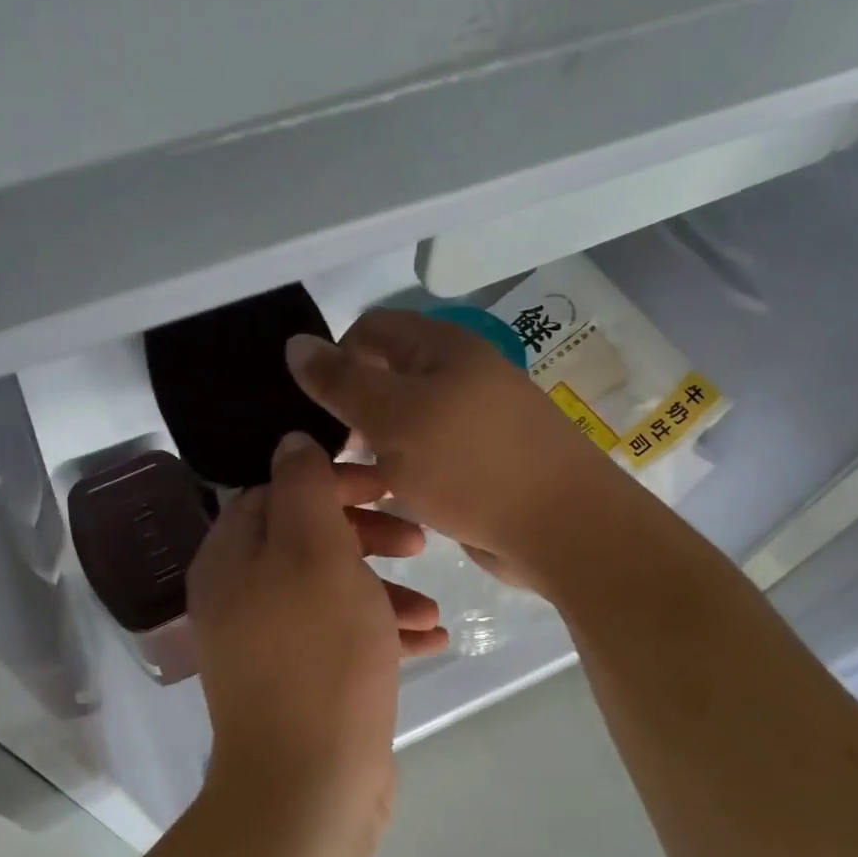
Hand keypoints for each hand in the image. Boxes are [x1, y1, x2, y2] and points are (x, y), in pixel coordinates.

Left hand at [188, 433, 446, 815]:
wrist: (308, 786)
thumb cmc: (318, 653)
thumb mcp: (315, 551)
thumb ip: (303, 487)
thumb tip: (292, 441)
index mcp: (231, 556)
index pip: (278, 491)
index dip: (334, 481)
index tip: (388, 486)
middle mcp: (241, 594)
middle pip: (308, 539)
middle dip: (367, 535)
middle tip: (419, 540)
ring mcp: (269, 641)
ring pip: (332, 589)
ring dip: (384, 589)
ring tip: (433, 605)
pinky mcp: (301, 680)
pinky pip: (342, 636)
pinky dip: (383, 632)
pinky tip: (432, 639)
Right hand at [287, 309, 623, 592]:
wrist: (561, 528)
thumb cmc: (471, 464)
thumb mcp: (394, 417)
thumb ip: (342, 381)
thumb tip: (296, 343)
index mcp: (443, 348)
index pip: (371, 329)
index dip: (336, 357)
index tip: (317, 407)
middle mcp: (458, 375)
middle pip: (385, 374)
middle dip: (351, 408)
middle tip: (331, 450)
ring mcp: (471, 420)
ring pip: (401, 420)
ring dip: (372, 445)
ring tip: (351, 481)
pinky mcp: (477, 462)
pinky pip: (423, 454)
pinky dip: (399, 470)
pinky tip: (386, 497)